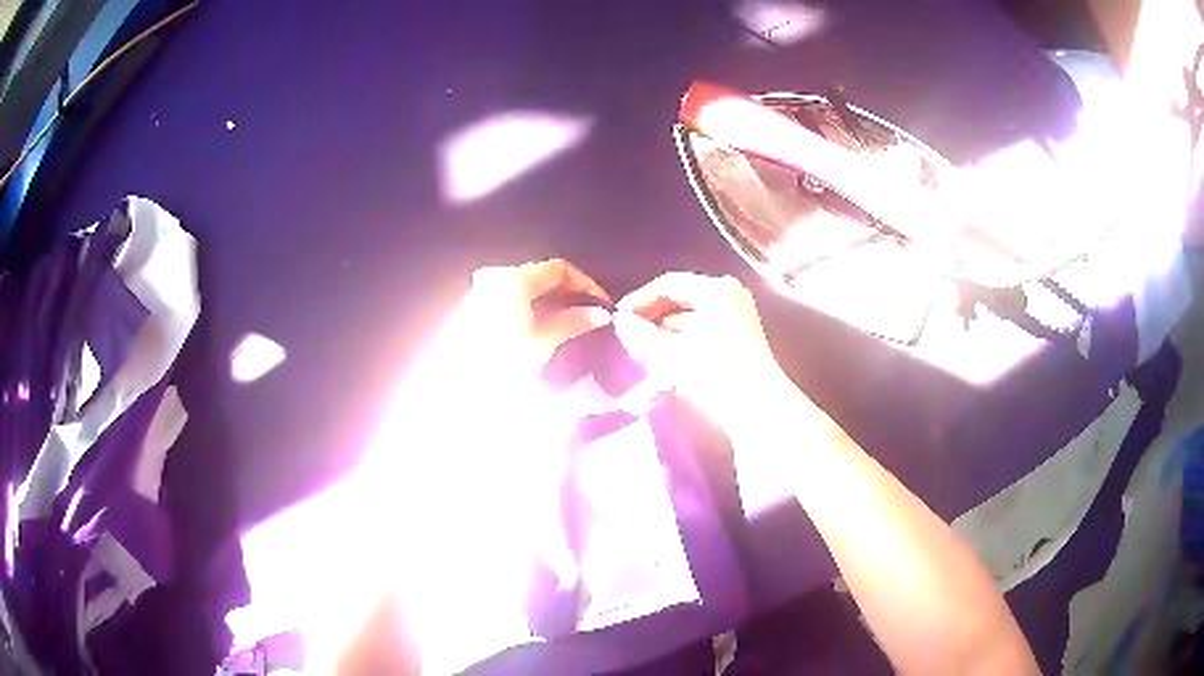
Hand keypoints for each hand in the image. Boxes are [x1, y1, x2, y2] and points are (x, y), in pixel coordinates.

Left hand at [464, 258, 611, 373]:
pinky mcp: (476, 308)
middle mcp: (498, 276)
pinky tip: (546, 327)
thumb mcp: (543, 341)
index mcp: (515, 278)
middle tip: (591, 314)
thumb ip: (573, 322)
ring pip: (528, 288)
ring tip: (573, 322)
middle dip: (569, 293)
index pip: (560, 268)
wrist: (459, 386)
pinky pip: (513, 299)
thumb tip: (600, 314)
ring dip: (552, 301)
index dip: (586, 284)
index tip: (603, 304)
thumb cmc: (503, 359)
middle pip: (542, 276)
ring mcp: (483, 291)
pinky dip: (533, 308)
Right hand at [615, 272, 792, 434]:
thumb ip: (642, 333)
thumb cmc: (715, 373)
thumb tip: (621, 320)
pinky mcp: (740, 341)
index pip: (669, 284)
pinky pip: (704, 333)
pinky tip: (666, 363)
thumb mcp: (672, 352)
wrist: (758, 409)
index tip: (619, 318)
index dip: (640, 299)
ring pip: (691, 320)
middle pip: (681, 301)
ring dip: (666, 335)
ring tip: (643, 353)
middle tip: (629, 336)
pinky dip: (683, 344)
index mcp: (717, 290)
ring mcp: (738, 318)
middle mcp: (730, 296)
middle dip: (653, 319)